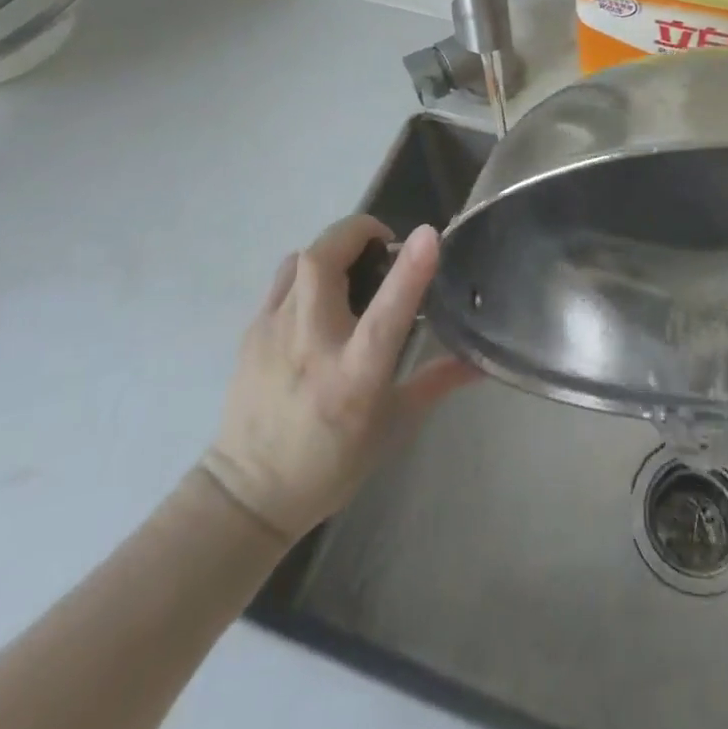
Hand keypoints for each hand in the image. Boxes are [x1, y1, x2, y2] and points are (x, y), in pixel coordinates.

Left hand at [199, 216, 477, 542]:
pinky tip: (321, 295)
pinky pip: (283, 279)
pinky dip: (308, 270)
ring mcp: (274, 333)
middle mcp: (311, 346)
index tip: (428, 234)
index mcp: (354, 377)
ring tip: (352, 266)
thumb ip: (436, 382)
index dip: (408, 270)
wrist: (246, 496)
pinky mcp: (251, 330)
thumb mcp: (393, 426)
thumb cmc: (330, 464)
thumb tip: (481, 361)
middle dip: (356, 232)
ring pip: (301, 260)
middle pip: (324, 262)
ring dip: (332, 248)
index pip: (385, 315)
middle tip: (382, 244)